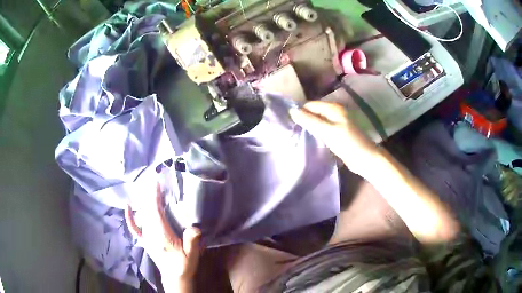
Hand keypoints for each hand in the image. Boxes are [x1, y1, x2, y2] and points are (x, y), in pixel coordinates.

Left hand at [125, 184, 201, 292]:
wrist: (174, 277)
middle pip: (147, 210)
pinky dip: (130, 217)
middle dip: (149, 194)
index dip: (154, 196)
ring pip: (141, 215)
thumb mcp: (192, 255)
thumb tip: (194, 228)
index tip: (156, 182)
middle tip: (154, 180)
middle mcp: (150, 233)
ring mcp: (145, 237)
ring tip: (147, 188)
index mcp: (161, 235)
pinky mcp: (144, 241)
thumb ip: (192, 241)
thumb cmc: (183, 264)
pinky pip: (133, 227)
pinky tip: (128, 206)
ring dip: (143, 201)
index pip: (155, 211)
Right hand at [290, 101, 378, 176]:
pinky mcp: (337, 133)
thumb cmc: (347, 143)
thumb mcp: (327, 131)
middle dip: (304, 120)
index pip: (310, 105)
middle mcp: (335, 112)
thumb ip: (309, 121)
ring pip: (318, 122)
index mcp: (333, 108)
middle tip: (292, 130)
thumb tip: (291, 111)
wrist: (365, 159)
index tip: (289, 123)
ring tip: (298, 135)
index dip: (300, 112)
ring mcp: (337, 123)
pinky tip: (310, 140)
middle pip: (314, 112)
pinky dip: (316, 133)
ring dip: (309, 127)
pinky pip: (323, 130)